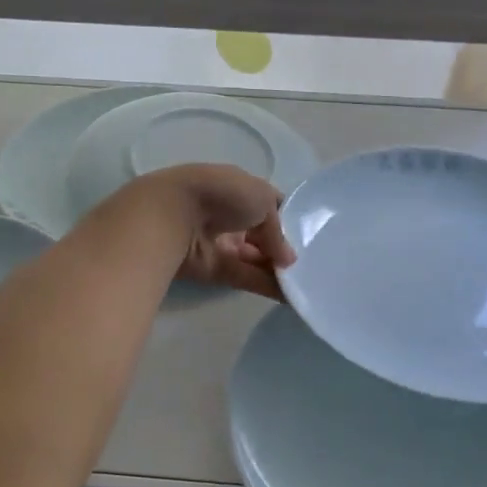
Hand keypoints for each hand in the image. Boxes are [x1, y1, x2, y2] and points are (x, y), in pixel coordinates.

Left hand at [136, 164, 295, 299]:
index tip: (311, 237)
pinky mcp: (214, 270)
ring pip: (255, 259)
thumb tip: (288, 260)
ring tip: (307, 284)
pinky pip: (246, 277)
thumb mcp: (263, 199)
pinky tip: (291, 297)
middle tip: (312, 265)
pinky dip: (267, 286)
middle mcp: (230, 215)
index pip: (270, 205)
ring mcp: (221, 243)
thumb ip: (278, 230)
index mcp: (240, 189)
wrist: (173, 215)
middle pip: (263, 235)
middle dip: (284, 249)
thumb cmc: (222, 194)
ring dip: (279, 271)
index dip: (290, 220)